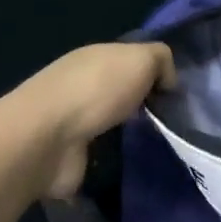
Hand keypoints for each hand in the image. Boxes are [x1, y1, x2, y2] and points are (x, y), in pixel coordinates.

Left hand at [5, 42, 175, 198]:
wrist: (46, 139)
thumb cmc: (96, 89)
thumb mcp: (141, 58)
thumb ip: (161, 60)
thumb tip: (167, 82)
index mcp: (96, 57)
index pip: (131, 59)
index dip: (154, 72)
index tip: (175, 93)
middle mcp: (82, 85)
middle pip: (120, 90)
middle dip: (142, 103)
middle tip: (171, 120)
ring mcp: (72, 122)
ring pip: (110, 122)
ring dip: (129, 133)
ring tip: (159, 145)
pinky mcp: (68, 156)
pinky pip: (99, 154)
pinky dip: (114, 159)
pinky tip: (134, 164)